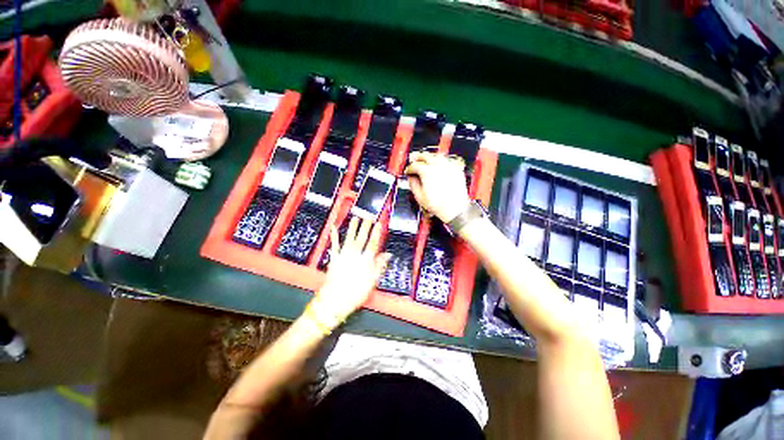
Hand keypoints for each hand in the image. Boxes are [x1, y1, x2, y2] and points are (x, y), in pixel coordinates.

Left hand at [311, 217, 390, 325]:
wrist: (335, 300)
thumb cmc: (355, 293)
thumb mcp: (372, 282)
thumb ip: (380, 266)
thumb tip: (387, 255)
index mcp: (366, 260)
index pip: (373, 243)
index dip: (376, 232)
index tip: (378, 223)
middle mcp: (355, 255)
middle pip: (362, 237)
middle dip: (366, 226)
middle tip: (368, 216)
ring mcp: (343, 255)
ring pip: (349, 238)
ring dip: (353, 227)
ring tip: (356, 217)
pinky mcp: (334, 258)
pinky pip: (334, 244)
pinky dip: (334, 236)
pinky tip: (334, 227)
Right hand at [404, 151, 469, 222]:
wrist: (455, 209)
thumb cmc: (439, 205)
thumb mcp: (420, 197)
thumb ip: (413, 184)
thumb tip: (411, 178)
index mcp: (427, 172)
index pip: (415, 165)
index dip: (409, 168)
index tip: (408, 171)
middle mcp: (438, 166)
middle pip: (426, 156)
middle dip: (418, 157)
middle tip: (413, 158)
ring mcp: (449, 166)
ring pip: (437, 156)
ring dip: (429, 156)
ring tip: (425, 159)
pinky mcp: (456, 169)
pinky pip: (447, 160)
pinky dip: (440, 160)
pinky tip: (438, 163)